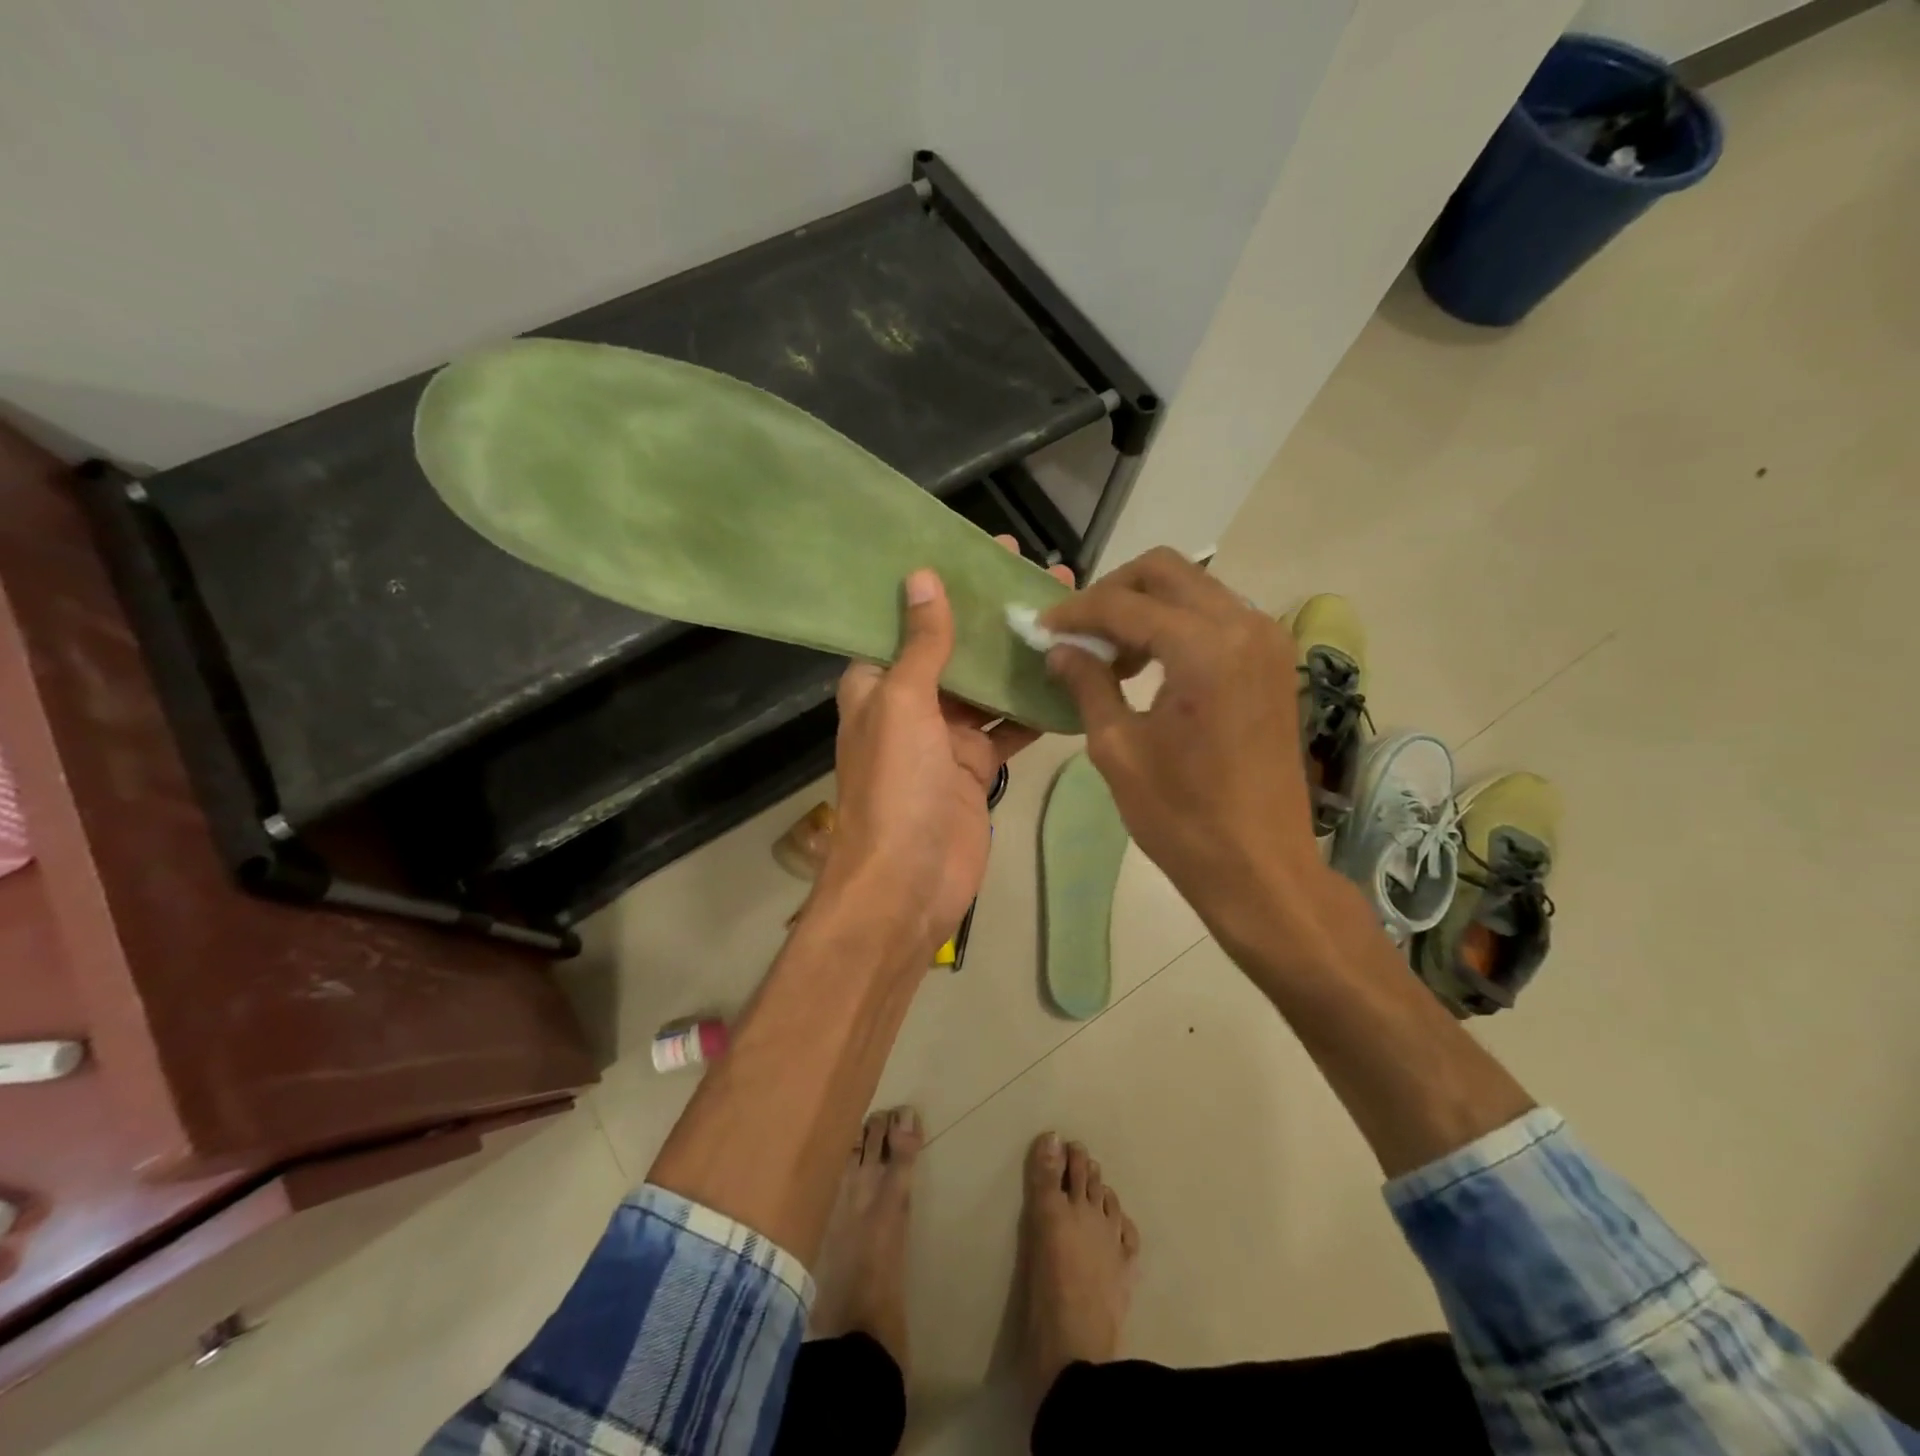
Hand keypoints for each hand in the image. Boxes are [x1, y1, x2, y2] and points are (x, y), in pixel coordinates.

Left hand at [825, 539, 1072, 962]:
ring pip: (988, 685)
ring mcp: (947, 738)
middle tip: (1040, 573)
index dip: (941, 584)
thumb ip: (921, 645)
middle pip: (956, 647)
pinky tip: (1071, 677)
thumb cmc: (896, 787)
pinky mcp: (977, 768)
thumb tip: (921, 577)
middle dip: (992, 614)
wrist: (908, 884)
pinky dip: (1035, 708)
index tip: (982, 551)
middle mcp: (911, 704)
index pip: (908, 619)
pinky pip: (1009, 728)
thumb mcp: (903, 705)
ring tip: (1064, 613)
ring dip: (1019, 655)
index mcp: (878, 683)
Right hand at [1038, 548, 1324, 949]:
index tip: (1041, 628)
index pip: (1124, 604)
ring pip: (1194, 588)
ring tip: (1111, 655)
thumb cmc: (1182, 817)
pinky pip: (1217, 616)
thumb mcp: (1118, 749)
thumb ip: (1087, 684)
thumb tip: (1060, 649)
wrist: (1260, 867)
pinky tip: (1150, 665)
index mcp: (1205, 648)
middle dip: (1113, 592)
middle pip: (1166, 571)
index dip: (1075, 613)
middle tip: (1077, 633)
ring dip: (1146, 607)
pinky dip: (1177, 624)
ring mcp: (1268, 641)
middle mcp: (1245, 626)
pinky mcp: (1274, 662)